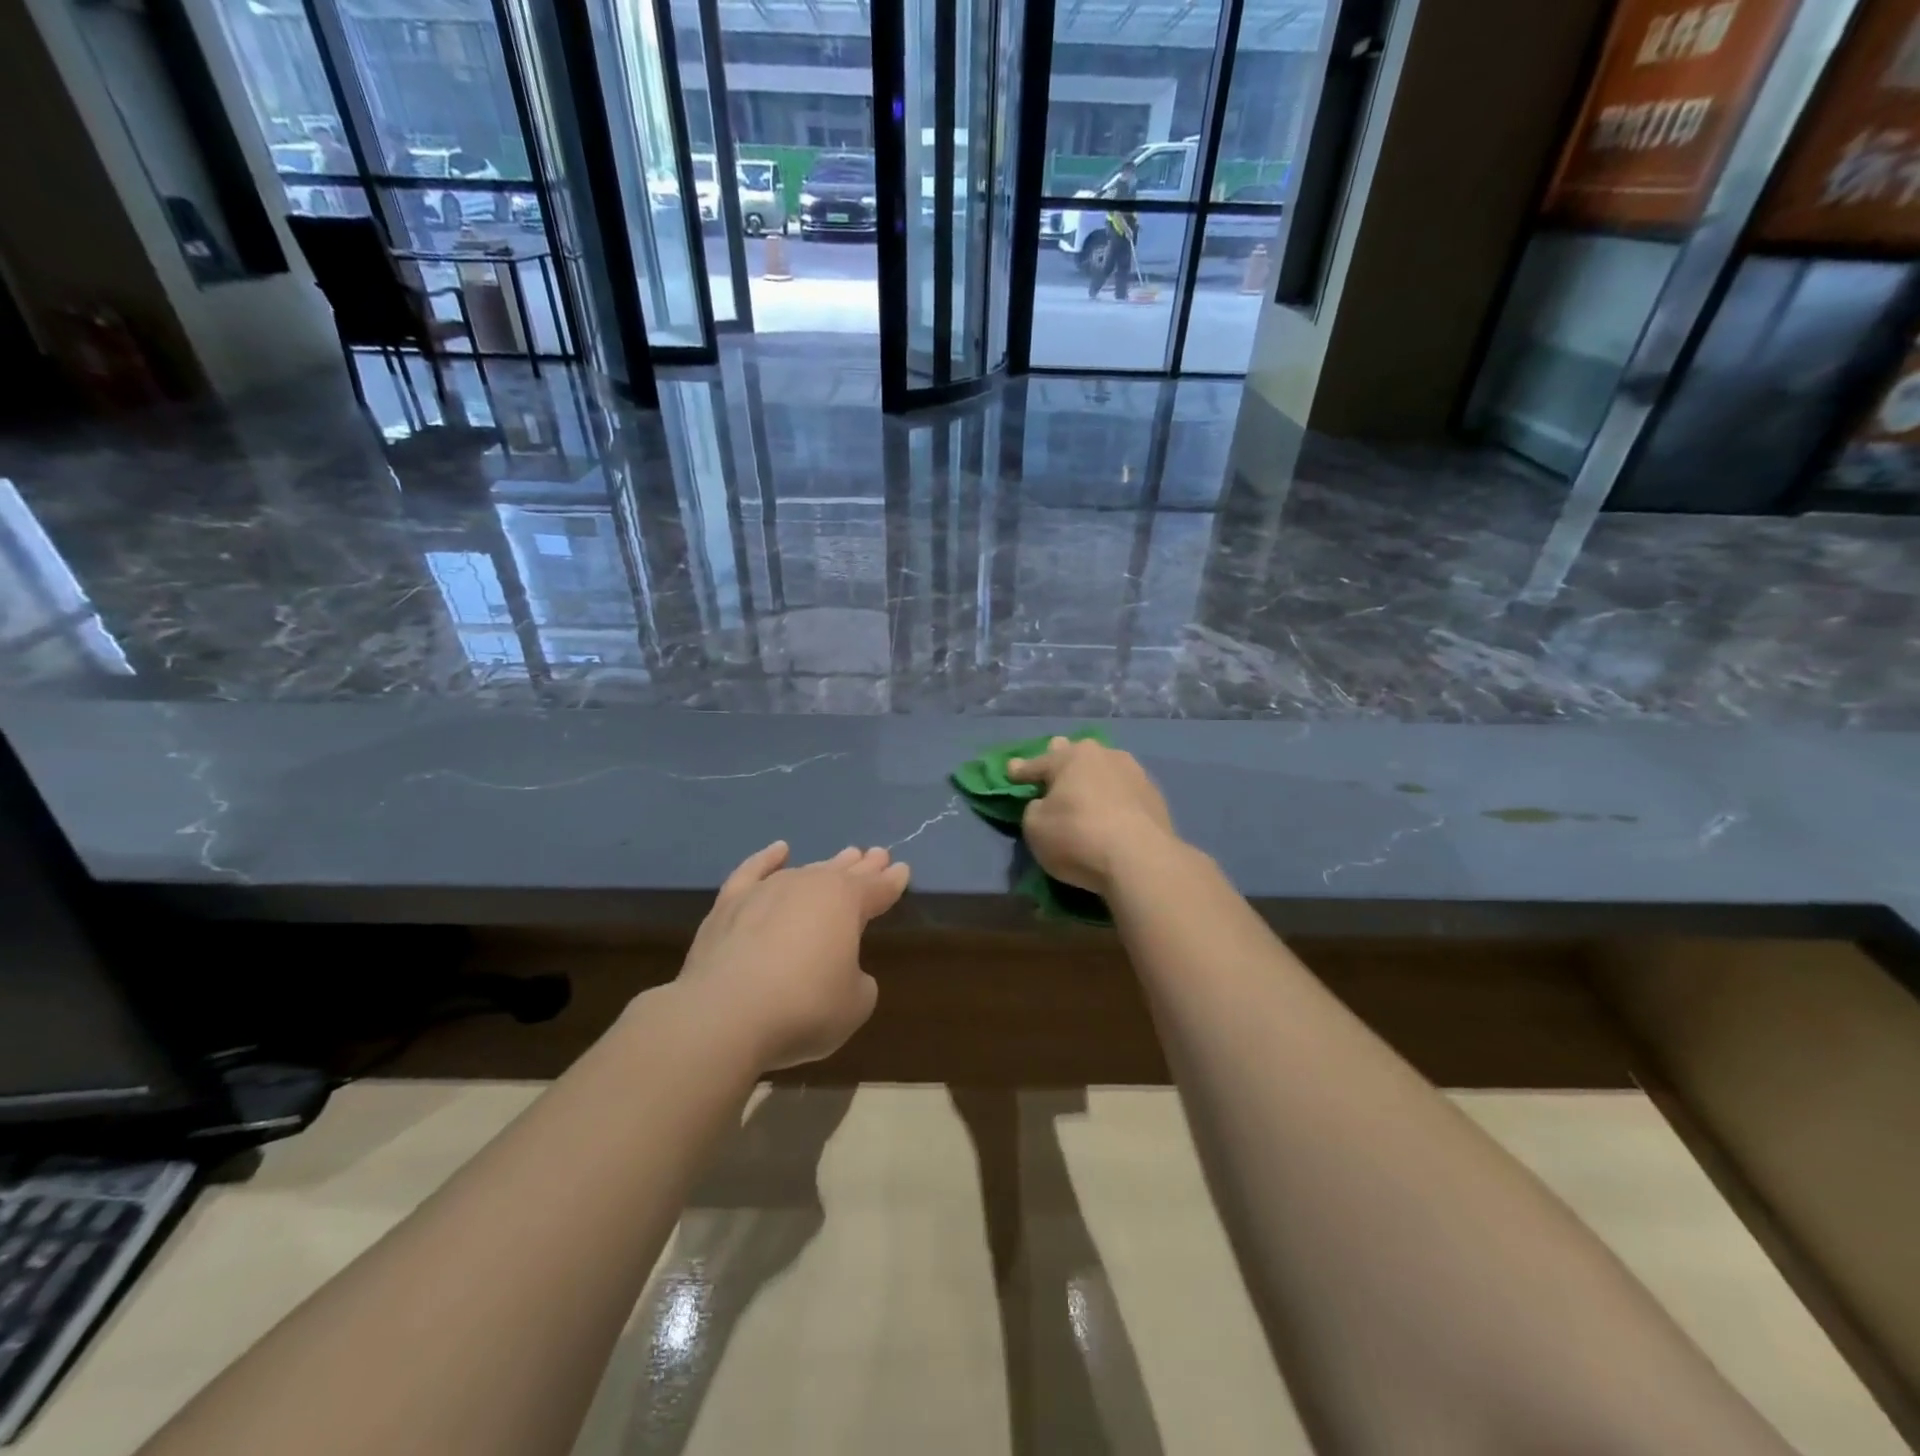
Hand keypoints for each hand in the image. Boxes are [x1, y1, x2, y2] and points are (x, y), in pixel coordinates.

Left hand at [675, 842, 908, 1071]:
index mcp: (847, 903)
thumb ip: (858, 981)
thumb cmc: (804, 1007)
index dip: (892, 882)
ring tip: (844, 856)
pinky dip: (766, 859)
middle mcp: (810, 885)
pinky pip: (752, 872)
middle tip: (878, 855)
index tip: (903, 870)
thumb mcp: (855, 1004)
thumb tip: (842, 971)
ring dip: (827, 864)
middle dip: (864, 866)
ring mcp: (767, 891)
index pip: (878, 889)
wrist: (726, 1014)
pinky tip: (779, 850)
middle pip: (844, 873)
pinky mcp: (729, 905)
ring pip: (806, 870)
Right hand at [1006, 737, 1177, 896]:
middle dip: (1063, 758)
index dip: (1021, 770)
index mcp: (1071, 757)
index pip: (1038, 763)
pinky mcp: (1156, 798)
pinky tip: (1113, 810)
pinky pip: (1125, 792)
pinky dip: (1115, 798)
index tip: (1011, 770)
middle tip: (1054, 764)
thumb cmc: (1077, 836)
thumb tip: (1046, 804)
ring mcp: (1135, 774)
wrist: (1141, 860)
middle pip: (1077, 755)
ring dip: (1094, 779)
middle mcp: (1105, 756)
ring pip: (1106, 770)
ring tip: (1086, 789)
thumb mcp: (1035, 827)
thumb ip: (1035, 809)